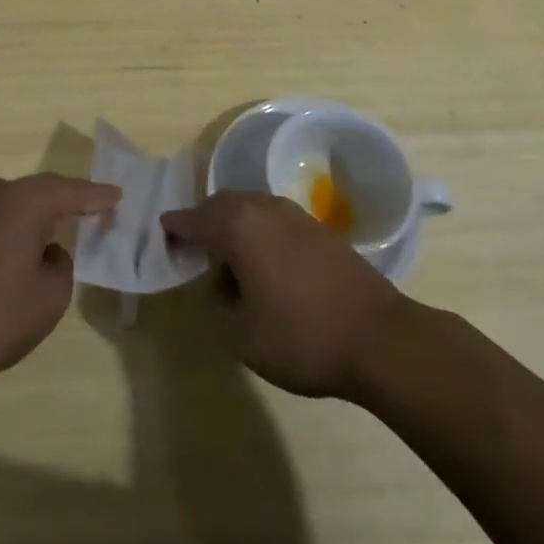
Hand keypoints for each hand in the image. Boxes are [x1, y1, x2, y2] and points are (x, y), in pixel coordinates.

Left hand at [0, 173, 119, 393]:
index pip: (70, 191)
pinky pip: (1, 216)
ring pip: (19, 202)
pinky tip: (32, 240)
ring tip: (68, 221)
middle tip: (98, 207)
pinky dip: (21, 224)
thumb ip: (61, 264)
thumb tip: (46, 251)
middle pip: (43, 190)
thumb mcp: (50, 296)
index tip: (118, 195)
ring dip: (43, 212)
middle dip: (70, 198)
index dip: (96, 195)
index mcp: (24, 201)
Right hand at [161, 191, 406, 398]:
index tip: (163, 232)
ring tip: (230, 261)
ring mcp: (296, 215)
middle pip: (223, 204)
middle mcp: (263, 208)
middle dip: (205, 221)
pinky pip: (276, 220)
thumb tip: (220, 288)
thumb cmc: (301, 336)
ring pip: (252, 208)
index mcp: (237, 226)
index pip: (194, 218)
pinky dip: (261, 233)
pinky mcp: (320, 230)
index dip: (176, 226)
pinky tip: (267, 265)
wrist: (379, 338)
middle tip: (194, 248)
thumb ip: (219, 307)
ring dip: (235, 226)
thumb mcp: (242, 336)